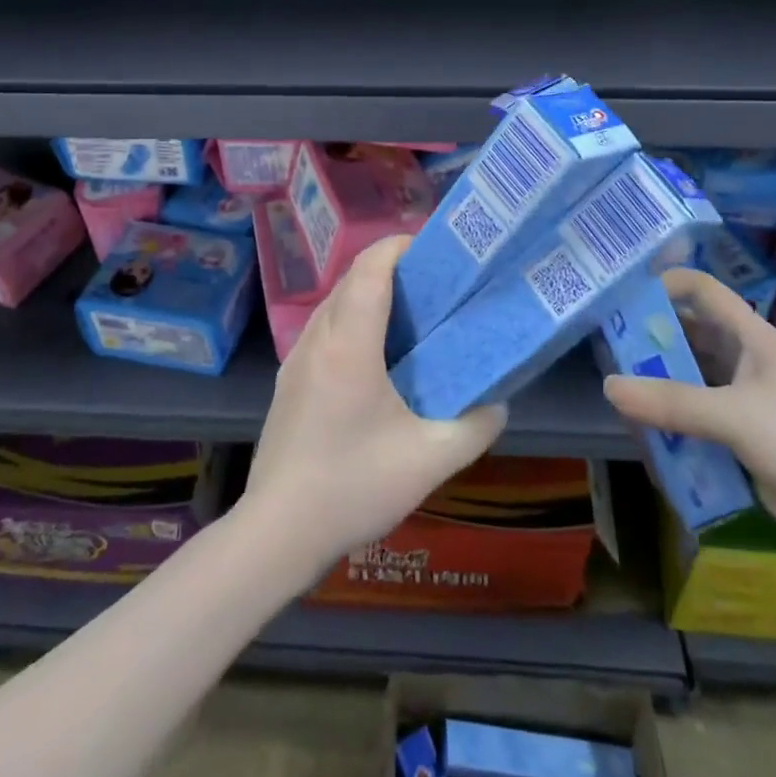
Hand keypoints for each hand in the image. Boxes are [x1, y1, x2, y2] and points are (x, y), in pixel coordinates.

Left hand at [240, 236, 506, 579]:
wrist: (277, 530)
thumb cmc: (353, 486)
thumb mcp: (430, 461)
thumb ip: (475, 426)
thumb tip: (498, 401)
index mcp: (349, 343)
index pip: (371, 268)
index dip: (400, 245)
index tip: (434, 248)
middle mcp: (317, 337)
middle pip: (352, 278)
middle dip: (391, 266)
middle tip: (434, 283)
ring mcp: (296, 358)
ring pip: (334, 302)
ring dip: (368, 292)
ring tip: (409, 314)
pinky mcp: (288, 380)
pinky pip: (323, 327)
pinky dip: (351, 318)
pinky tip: (374, 355)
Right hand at [602, 267, 775, 570]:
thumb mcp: (736, 417)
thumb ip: (672, 403)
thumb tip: (609, 386)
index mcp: (753, 340)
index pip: (704, 292)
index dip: (666, 283)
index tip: (623, 293)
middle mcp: (746, 364)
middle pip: (691, 337)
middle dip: (651, 339)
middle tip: (604, 344)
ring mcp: (744, 405)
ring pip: (690, 382)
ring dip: (658, 386)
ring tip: (616, 390)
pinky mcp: (743, 443)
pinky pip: (697, 422)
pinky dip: (672, 425)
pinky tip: (646, 436)